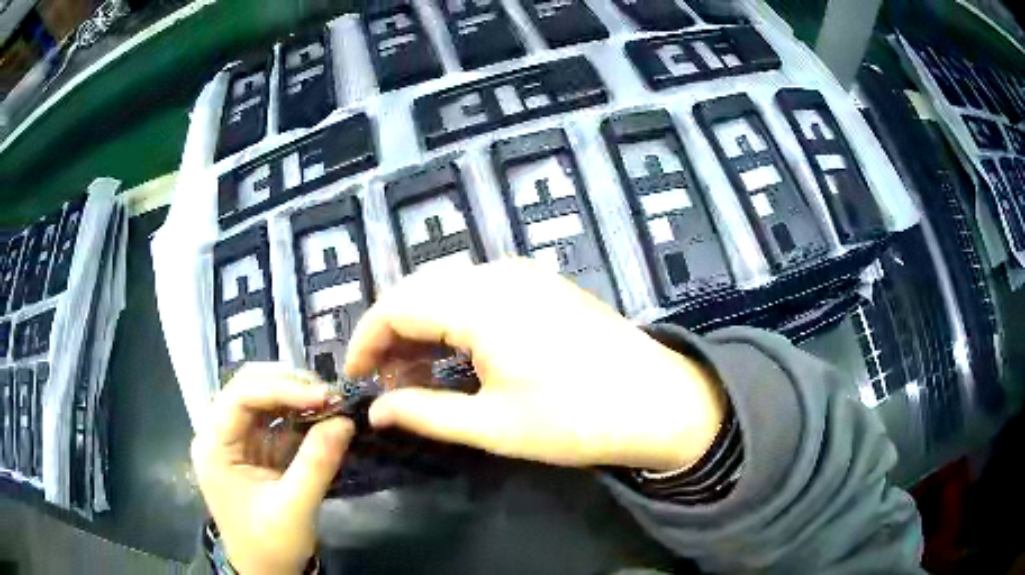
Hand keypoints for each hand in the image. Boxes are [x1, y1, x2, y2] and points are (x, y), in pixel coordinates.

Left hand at [191, 364, 353, 574]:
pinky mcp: (251, 449)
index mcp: (213, 446)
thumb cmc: (270, 545)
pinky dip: (297, 415)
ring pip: (260, 398)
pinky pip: (272, 420)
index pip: (240, 397)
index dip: (281, 388)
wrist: (265, 573)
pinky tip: (318, 417)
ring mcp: (234, 440)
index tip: (322, 395)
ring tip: (328, 403)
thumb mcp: (295, 508)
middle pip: (247, 388)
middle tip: (328, 395)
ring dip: (293, 396)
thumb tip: (345, 421)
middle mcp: (217, 434)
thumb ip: (317, 463)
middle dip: (288, 385)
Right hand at [345, 259, 725, 472]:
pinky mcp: (542, 285)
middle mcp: (497, 274)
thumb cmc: (576, 419)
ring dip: (422, 328)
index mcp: (478, 302)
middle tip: (384, 383)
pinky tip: (455, 357)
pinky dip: (453, 322)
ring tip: (414, 377)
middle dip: (391, 335)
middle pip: (418, 292)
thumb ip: (424, 413)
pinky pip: (478, 292)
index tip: (356, 379)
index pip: (395, 307)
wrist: (660, 403)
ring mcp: (524, 275)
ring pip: (447, 289)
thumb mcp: (492, 425)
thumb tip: (376, 412)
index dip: (365, 341)